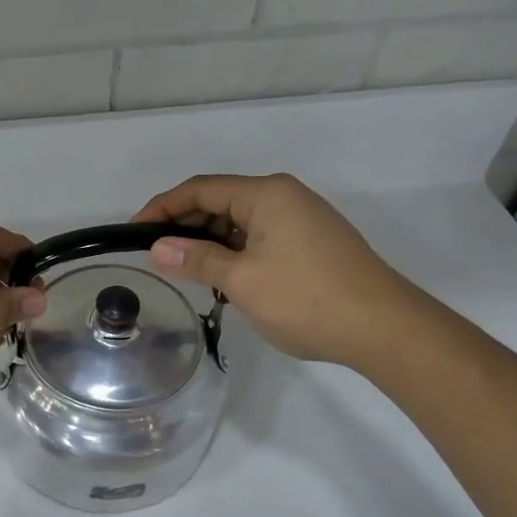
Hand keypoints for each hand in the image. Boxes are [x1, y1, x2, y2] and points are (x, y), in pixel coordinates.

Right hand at [132, 174, 419, 366]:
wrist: (384, 328)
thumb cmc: (306, 299)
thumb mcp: (242, 281)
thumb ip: (196, 260)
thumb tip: (157, 248)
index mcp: (266, 194)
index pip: (200, 189)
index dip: (162, 207)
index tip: (133, 232)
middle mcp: (284, 196)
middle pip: (220, 200)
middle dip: (185, 225)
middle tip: (156, 256)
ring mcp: (302, 218)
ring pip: (240, 221)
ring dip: (210, 242)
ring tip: (187, 272)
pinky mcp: (312, 241)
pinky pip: (260, 236)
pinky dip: (235, 251)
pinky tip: (224, 278)